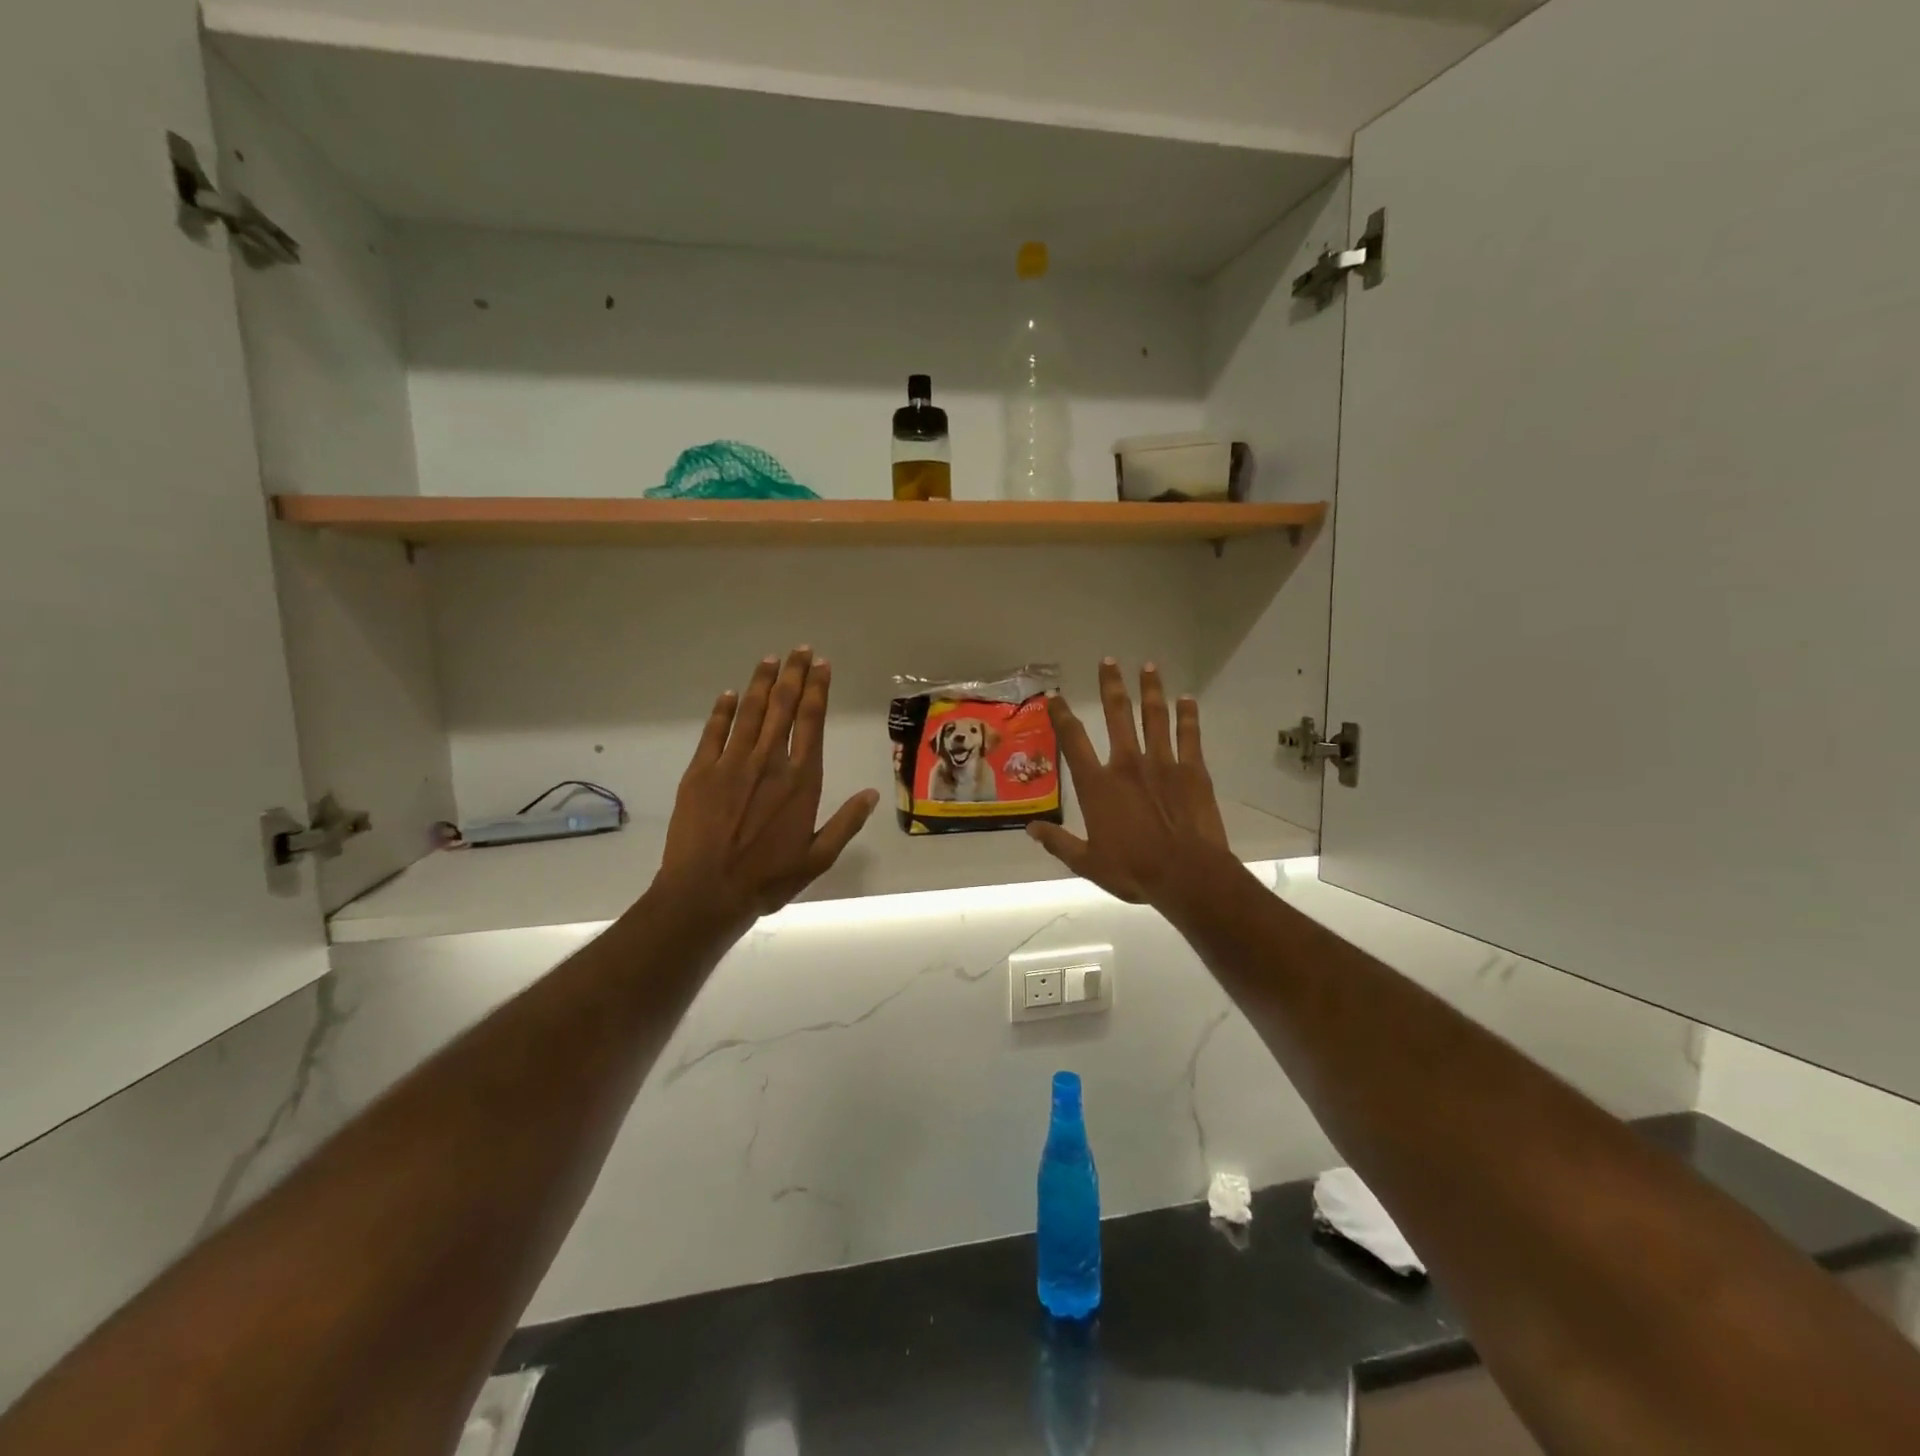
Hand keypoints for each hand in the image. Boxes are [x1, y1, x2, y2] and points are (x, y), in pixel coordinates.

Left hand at [654, 648, 879, 927]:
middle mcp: (769, 762)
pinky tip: (730, 694)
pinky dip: (723, 710)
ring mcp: (731, 763)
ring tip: (770, 659)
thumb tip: (872, 793)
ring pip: (750, 712)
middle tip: (800, 650)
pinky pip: (714, 732)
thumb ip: (846, 822)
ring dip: (761, 683)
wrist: (706, 892)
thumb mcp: (818, 857)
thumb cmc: (768, 879)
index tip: (822, 666)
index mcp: (801, 780)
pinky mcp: (700, 772)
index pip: (812, 722)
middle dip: (793, 675)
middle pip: (782, 707)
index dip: (817, 690)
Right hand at [1028, 660, 1231, 905]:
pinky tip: (1187, 698)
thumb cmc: (1134, 870)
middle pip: (1117, 715)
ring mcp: (1162, 763)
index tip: (1055, 696)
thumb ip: (1059, 843)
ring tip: (1148, 666)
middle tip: (1108, 661)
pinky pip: (1189, 735)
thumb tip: (1031, 829)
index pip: (1074, 741)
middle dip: (1111, 686)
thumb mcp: (1087, 863)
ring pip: (1154, 717)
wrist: (1187, 875)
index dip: (1062, 715)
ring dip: (1151, 690)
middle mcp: (1127, 764)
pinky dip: (1188, 715)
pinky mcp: (1192, 770)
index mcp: (1098, 785)